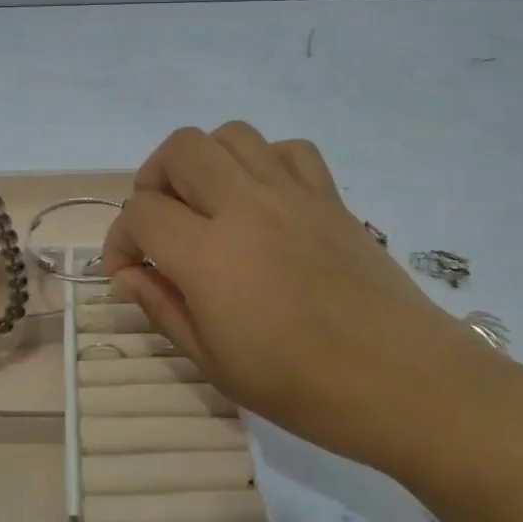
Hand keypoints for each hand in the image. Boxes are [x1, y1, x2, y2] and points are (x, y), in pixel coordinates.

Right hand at [102, 122, 506, 470]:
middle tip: (160, 224)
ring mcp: (293, 194)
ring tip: (207, 205)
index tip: (126, 270)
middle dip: (153, 180)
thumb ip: (162, 309)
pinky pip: (289, 150)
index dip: (120, 238)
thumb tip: (128, 276)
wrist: (402, 381)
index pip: (141, 213)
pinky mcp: (331, 197)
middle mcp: (246, 206)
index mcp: (208, 254)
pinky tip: (264, 201)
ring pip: (232, 135)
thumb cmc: (301, 386)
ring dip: (205, 162)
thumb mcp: (214, 362)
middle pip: (180, 150)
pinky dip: (264, 162)